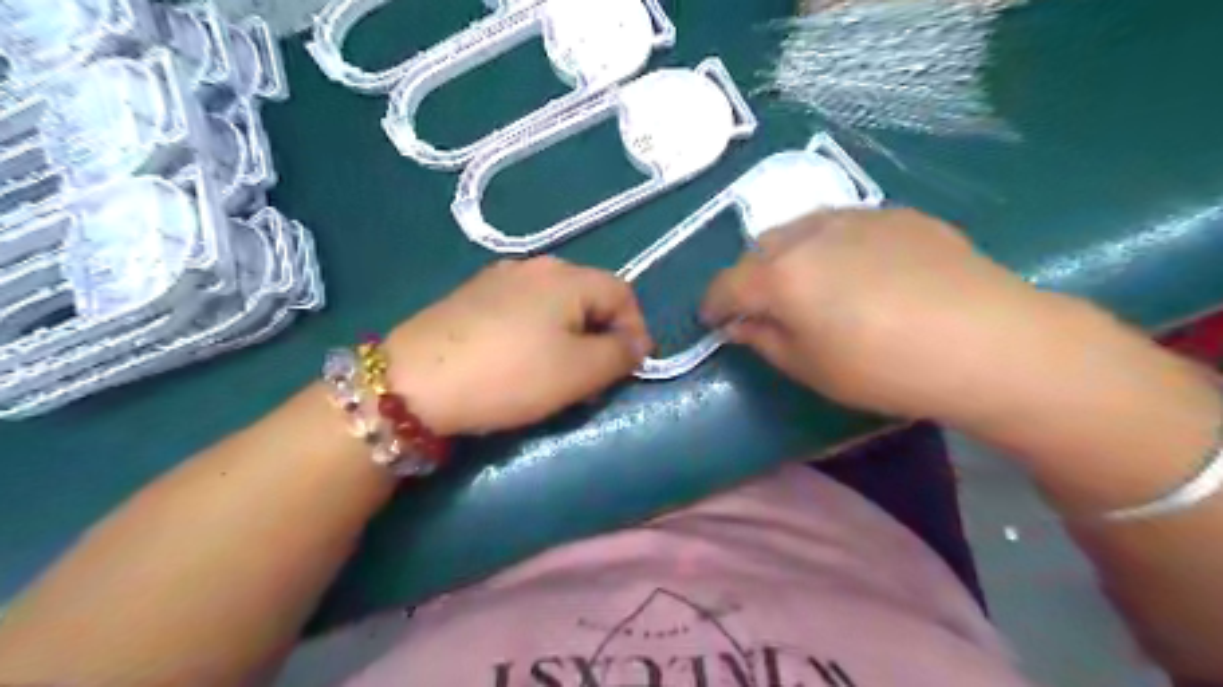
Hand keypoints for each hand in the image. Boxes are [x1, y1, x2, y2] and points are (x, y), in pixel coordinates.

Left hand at [382, 257, 648, 435]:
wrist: (413, 382)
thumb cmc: (509, 375)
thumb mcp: (579, 371)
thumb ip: (620, 355)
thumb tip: (636, 343)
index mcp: (567, 277)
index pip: (623, 294)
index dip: (637, 331)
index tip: (631, 369)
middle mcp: (536, 266)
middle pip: (589, 298)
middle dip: (603, 337)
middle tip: (596, 378)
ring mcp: (499, 279)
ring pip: (556, 306)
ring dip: (571, 338)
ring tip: (560, 374)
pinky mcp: (472, 297)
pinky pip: (523, 311)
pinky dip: (538, 335)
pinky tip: (520, 362)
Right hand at [698, 210, 1072, 422]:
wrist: (987, 341)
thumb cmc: (885, 368)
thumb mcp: (810, 368)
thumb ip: (764, 340)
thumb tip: (740, 324)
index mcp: (781, 275)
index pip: (726, 285)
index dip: (712, 305)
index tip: (712, 320)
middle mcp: (809, 234)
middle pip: (759, 250)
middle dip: (750, 277)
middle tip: (764, 306)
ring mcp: (856, 216)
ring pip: (800, 230)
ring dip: (789, 256)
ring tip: (809, 284)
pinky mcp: (896, 215)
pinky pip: (844, 225)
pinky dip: (831, 246)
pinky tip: (860, 272)